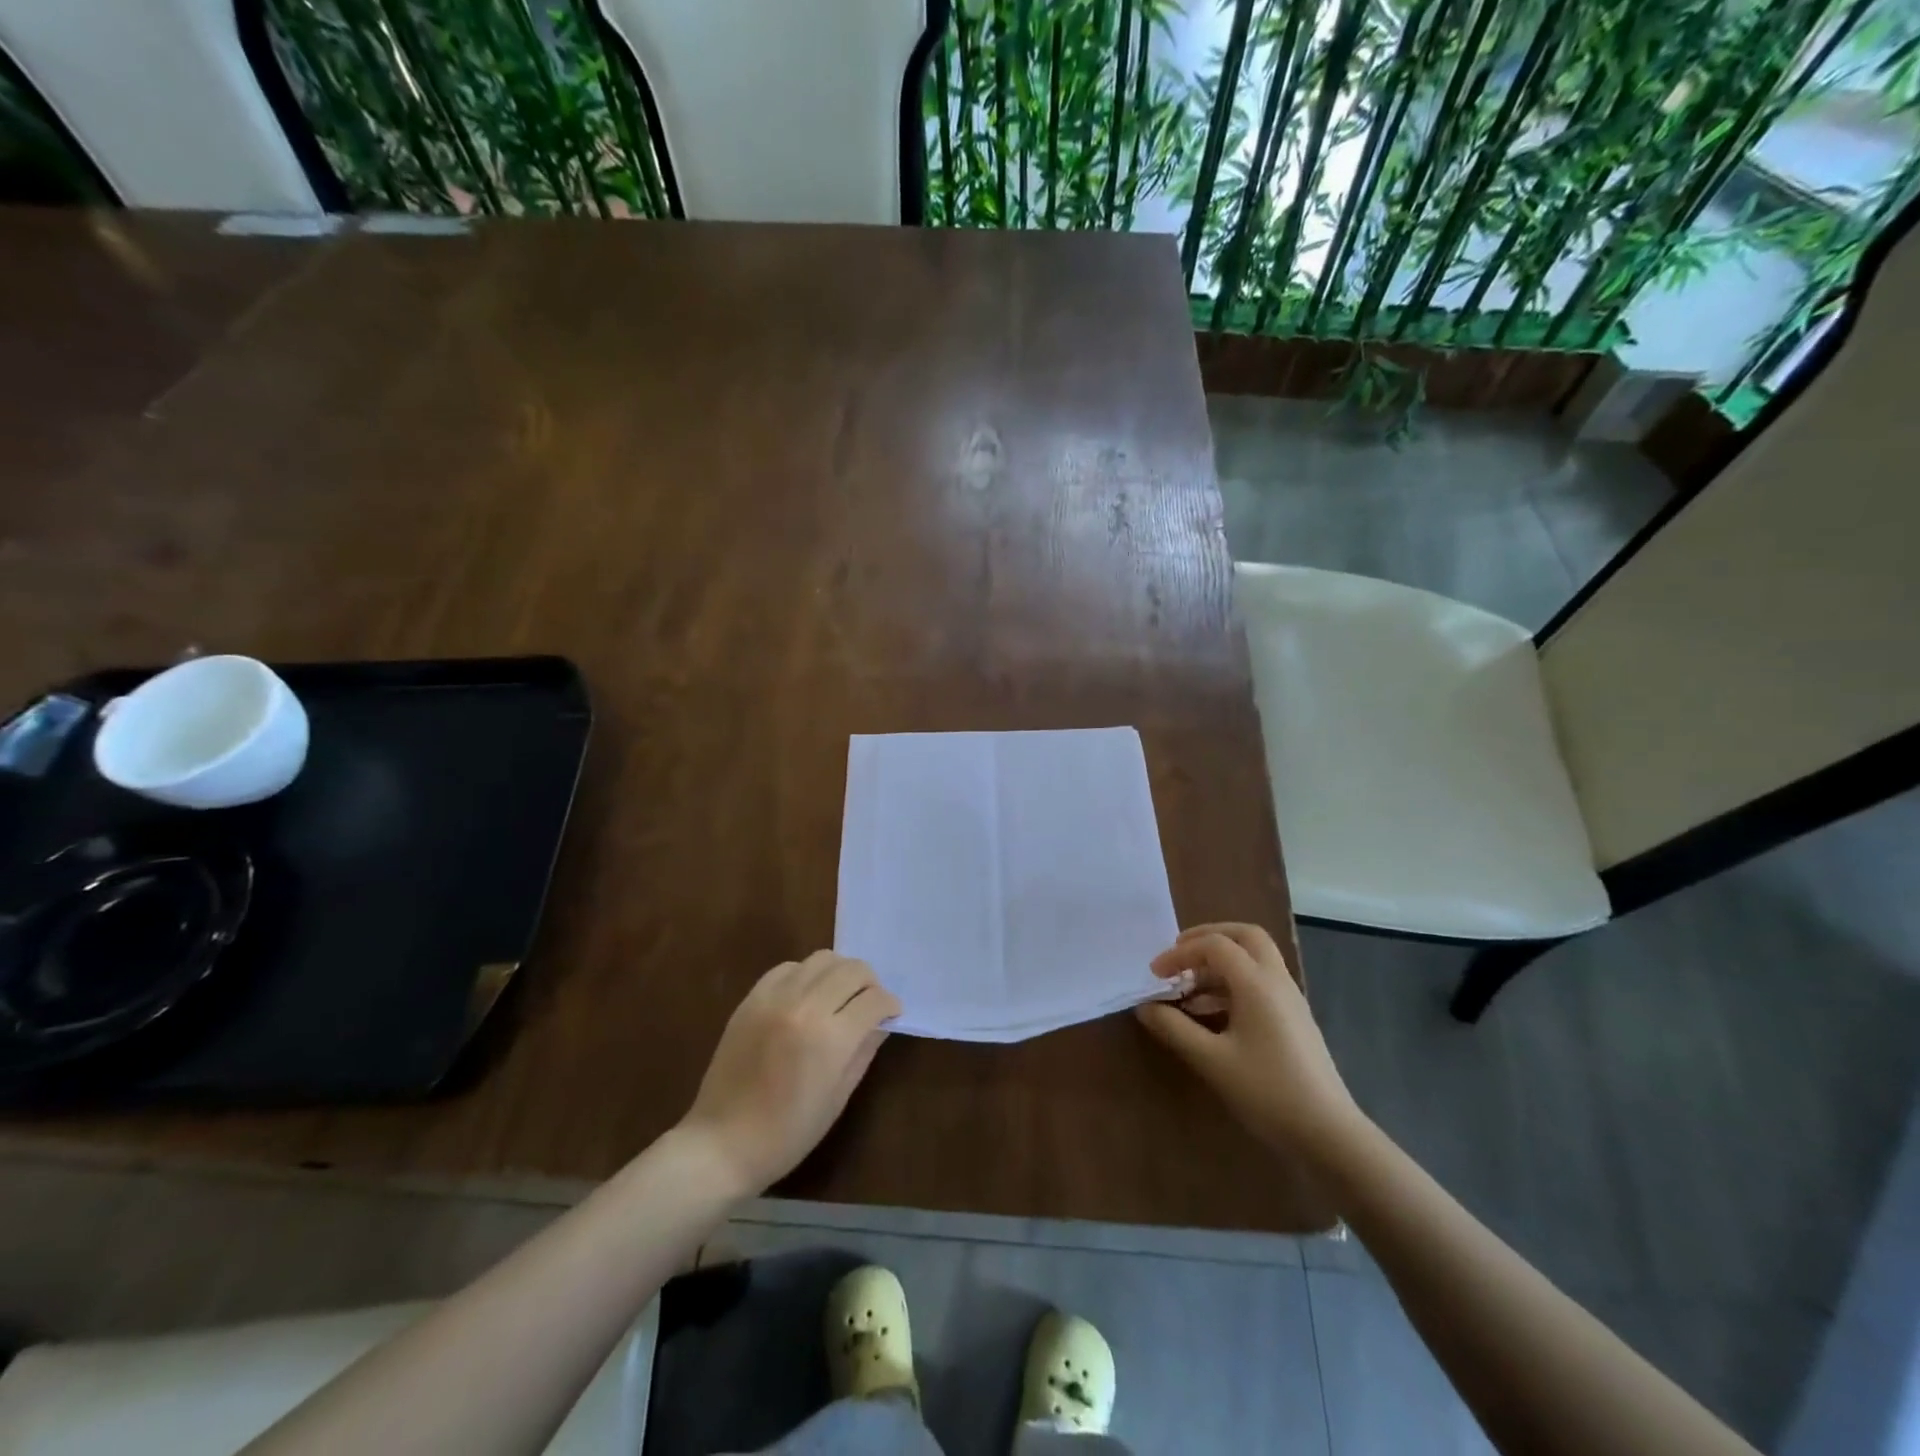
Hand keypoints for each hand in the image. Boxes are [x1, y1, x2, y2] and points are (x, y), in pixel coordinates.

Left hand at [680, 952, 901, 1194]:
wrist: (723, 1143)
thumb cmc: (788, 1133)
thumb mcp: (838, 1097)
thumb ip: (864, 1051)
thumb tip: (881, 1022)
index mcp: (831, 1038)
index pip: (874, 999)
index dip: (890, 1005)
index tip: (891, 1014)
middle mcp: (805, 1006)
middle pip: (852, 969)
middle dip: (870, 983)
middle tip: (869, 1004)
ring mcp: (775, 998)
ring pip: (822, 959)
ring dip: (840, 973)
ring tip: (838, 996)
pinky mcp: (752, 998)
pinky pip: (788, 968)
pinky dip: (805, 975)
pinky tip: (806, 997)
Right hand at [1135, 923, 1363, 1163]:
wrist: (1328, 1135)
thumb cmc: (1267, 1092)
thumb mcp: (1211, 1060)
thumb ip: (1174, 1028)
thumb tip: (1145, 1007)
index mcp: (1257, 983)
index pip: (1214, 945)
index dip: (1179, 954)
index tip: (1154, 975)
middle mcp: (1277, 981)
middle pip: (1245, 936)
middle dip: (1208, 938)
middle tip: (1180, 955)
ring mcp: (1290, 1000)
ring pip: (1254, 959)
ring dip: (1219, 963)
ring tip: (1187, 989)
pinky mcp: (1294, 1020)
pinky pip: (1260, 984)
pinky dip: (1232, 984)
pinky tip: (1210, 1014)